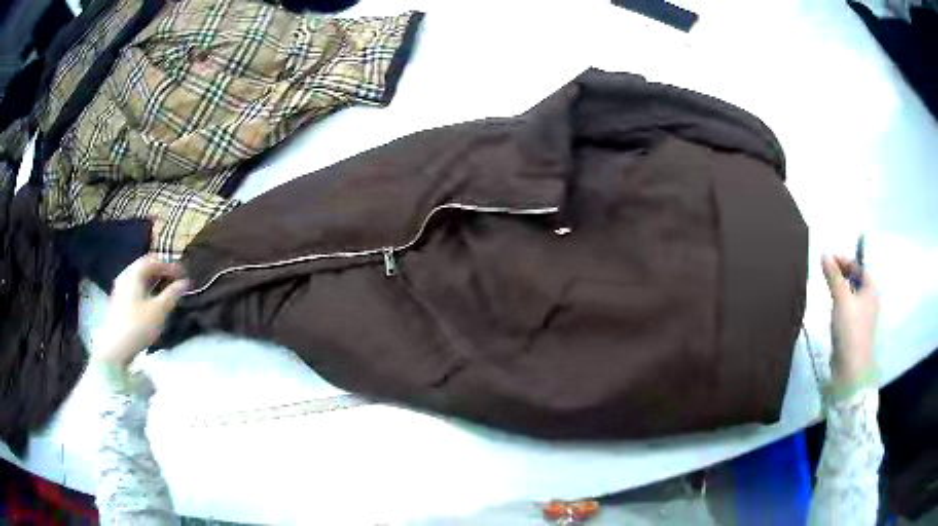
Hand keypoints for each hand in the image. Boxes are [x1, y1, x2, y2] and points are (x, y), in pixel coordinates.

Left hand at [93, 255, 189, 367]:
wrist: (116, 349)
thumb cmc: (138, 326)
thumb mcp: (159, 310)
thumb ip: (172, 294)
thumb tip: (184, 282)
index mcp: (134, 274)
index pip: (154, 261)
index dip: (170, 265)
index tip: (183, 275)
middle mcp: (125, 276)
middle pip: (145, 267)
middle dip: (161, 271)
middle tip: (175, 280)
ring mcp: (120, 289)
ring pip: (139, 278)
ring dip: (154, 280)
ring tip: (166, 289)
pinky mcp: (119, 302)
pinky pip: (135, 287)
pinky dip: (146, 288)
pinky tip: (152, 299)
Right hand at [821, 254, 878, 388]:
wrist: (851, 369)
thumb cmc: (850, 329)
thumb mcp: (841, 298)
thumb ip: (833, 276)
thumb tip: (824, 254)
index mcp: (871, 289)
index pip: (858, 266)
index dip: (844, 260)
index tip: (827, 260)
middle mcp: (870, 300)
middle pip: (855, 280)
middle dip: (841, 275)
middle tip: (826, 274)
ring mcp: (864, 317)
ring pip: (851, 295)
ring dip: (840, 290)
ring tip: (827, 291)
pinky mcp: (856, 331)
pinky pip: (848, 310)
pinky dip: (840, 305)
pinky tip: (832, 311)